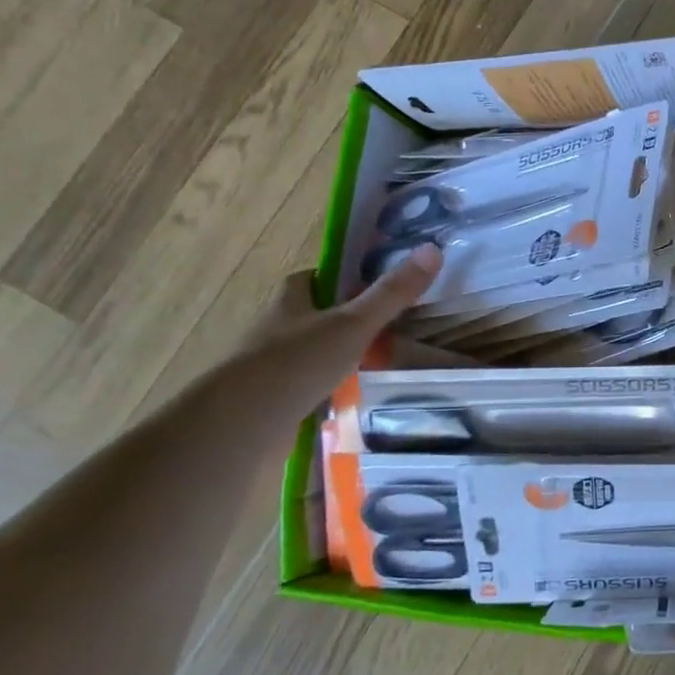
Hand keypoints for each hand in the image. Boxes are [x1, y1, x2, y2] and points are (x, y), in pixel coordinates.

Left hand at [213, 243, 442, 425]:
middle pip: (311, 314)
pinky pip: (306, 385)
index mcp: (289, 302)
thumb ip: (392, 293)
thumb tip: (432, 249)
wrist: (241, 424)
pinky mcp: (271, 399)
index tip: (369, 282)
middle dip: (341, 317)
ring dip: (335, 354)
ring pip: (309, 351)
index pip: (310, 278)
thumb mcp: (354, 324)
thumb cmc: (297, 362)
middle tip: (383, 324)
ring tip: (376, 362)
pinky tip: (352, 396)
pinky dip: (328, 387)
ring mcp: (269, 366)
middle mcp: (274, 329)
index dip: (338, 277)